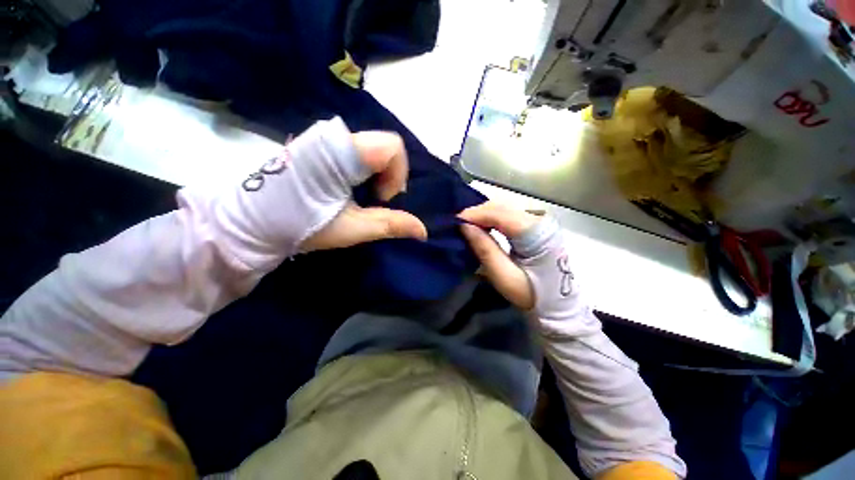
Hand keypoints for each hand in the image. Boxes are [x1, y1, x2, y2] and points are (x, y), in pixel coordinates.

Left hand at [301, 131, 427, 250]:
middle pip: (384, 146)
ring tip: (362, 196)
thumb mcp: (353, 229)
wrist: (252, 222)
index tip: (382, 199)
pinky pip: (356, 149)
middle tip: (375, 200)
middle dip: (389, 175)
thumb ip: (391, 225)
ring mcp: (323, 137)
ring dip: (376, 173)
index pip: (393, 146)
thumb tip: (423, 231)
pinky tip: (350, 188)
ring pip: (371, 147)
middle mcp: (333, 136)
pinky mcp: (317, 144)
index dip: (398, 175)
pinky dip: (363, 169)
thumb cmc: (302, 225)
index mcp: (342, 153)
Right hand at [458, 202, 540, 309]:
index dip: (475, 214)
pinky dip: (492, 218)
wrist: (560, 304)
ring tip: (467, 225)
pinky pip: (509, 215)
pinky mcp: (536, 225)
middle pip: (502, 206)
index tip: (455, 222)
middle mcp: (540, 220)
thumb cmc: (533, 295)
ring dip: (484, 215)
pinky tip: (483, 226)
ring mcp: (540, 220)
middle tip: (458, 225)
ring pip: (504, 208)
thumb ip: (485, 249)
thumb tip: (464, 226)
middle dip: (477, 213)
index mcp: (536, 233)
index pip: (500, 213)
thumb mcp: (504, 276)